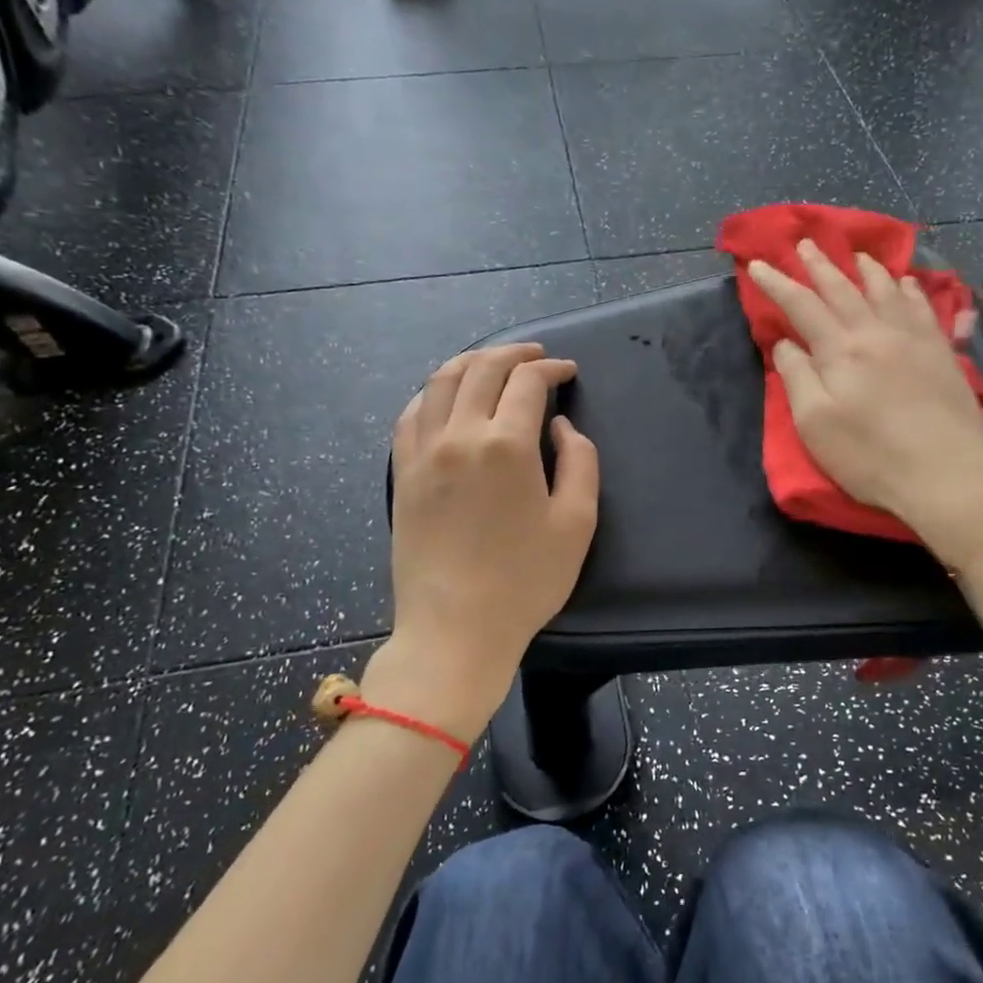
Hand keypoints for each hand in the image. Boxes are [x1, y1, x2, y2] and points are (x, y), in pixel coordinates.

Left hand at [369, 344, 599, 741]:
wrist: (454, 630)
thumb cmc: (524, 581)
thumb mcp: (577, 523)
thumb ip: (579, 462)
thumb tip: (560, 427)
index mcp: (506, 445)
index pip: (527, 381)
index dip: (551, 368)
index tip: (567, 371)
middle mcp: (458, 435)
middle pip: (481, 369)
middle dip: (513, 353)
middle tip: (535, 356)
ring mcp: (422, 452)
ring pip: (440, 382)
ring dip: (471, 362)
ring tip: (492, 363)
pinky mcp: (402, 473)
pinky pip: (411, 414)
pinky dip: (433, 393)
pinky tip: (446, 397)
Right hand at [746, 241, 982, 561]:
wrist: (947, 476)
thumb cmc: (870, 457)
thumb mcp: (815, 424)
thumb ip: (798, 377)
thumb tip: (787, 343)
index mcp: (840, 350)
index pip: (801, 305)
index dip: (777, 283)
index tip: (757, 264)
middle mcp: (876, 332)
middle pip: (843, 289)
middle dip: (819, 265)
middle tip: (805, 243)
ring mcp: (914, 339)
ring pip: (887, 291)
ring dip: (867, 269)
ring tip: (856, 254)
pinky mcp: (943, 353)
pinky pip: (924, 308)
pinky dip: (911, 290)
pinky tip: (907, 283)